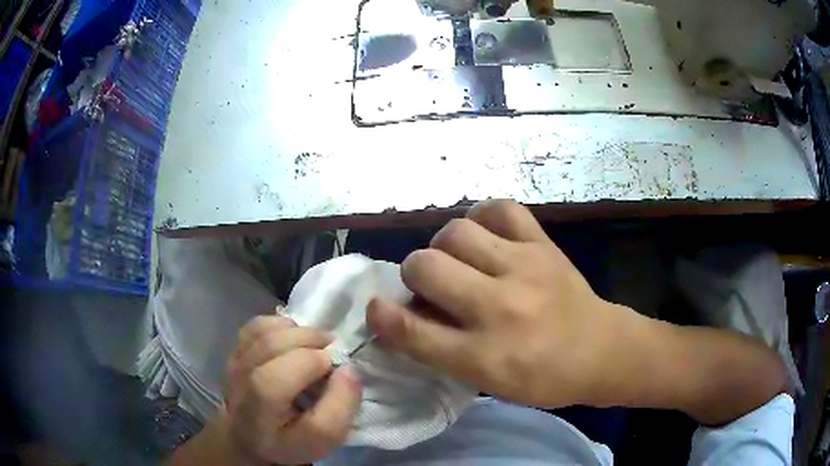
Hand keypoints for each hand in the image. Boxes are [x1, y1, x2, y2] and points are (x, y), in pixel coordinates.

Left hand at [224, 315, 361, 464]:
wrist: (252, 438)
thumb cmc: (291, 442)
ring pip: (264, 330)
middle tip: (332, 353)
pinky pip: (258, 325)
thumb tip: (348, 368)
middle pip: (270, 345)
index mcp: (258, 413)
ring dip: (298, 332)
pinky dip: (283, 326)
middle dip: (310, 340)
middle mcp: (238, 383)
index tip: (336, 370)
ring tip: (314, 348)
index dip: (314, 363)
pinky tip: (294, 343)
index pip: (276, 378)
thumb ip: (341, 406)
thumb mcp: (325, 439)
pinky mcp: (234, 350)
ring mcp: (232, 362)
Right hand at [367, 199, 634, 408]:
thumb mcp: (488, 382)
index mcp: (484, 356)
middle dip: (413, 274)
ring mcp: (523, 268)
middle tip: (430, 285)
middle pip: (424, 267)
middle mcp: (499, 309)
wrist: (602, 350)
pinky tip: (484, 235)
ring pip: (455, 232)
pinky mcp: (543, 244)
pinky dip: (482, 217)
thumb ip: (442, 351)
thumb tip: (405, 312)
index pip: (412, 330)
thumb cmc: (544, 378)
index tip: (375, 309)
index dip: (381, 317)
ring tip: (458, 260)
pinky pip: (500, 209)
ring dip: (443, 246)